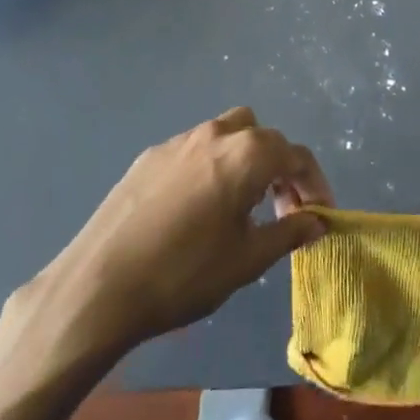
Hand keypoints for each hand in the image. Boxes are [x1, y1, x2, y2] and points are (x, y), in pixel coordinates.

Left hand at [0, 108, 332, 371]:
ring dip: (245, 160)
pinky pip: (195, 149)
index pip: (295, 155)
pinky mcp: (150, 156)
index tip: (320, 215)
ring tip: (241, 205)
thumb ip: (288, 233)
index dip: (314, 183)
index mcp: (246, 154)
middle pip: (262, 136)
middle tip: (282, 210)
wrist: (99, 285)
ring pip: (227, 134)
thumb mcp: (246, 261)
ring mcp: (179, 141)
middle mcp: (215, 134)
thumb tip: (317, 221)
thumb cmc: (183, 274)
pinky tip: (198, 208)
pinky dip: (211, 166)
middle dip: (280, 167)